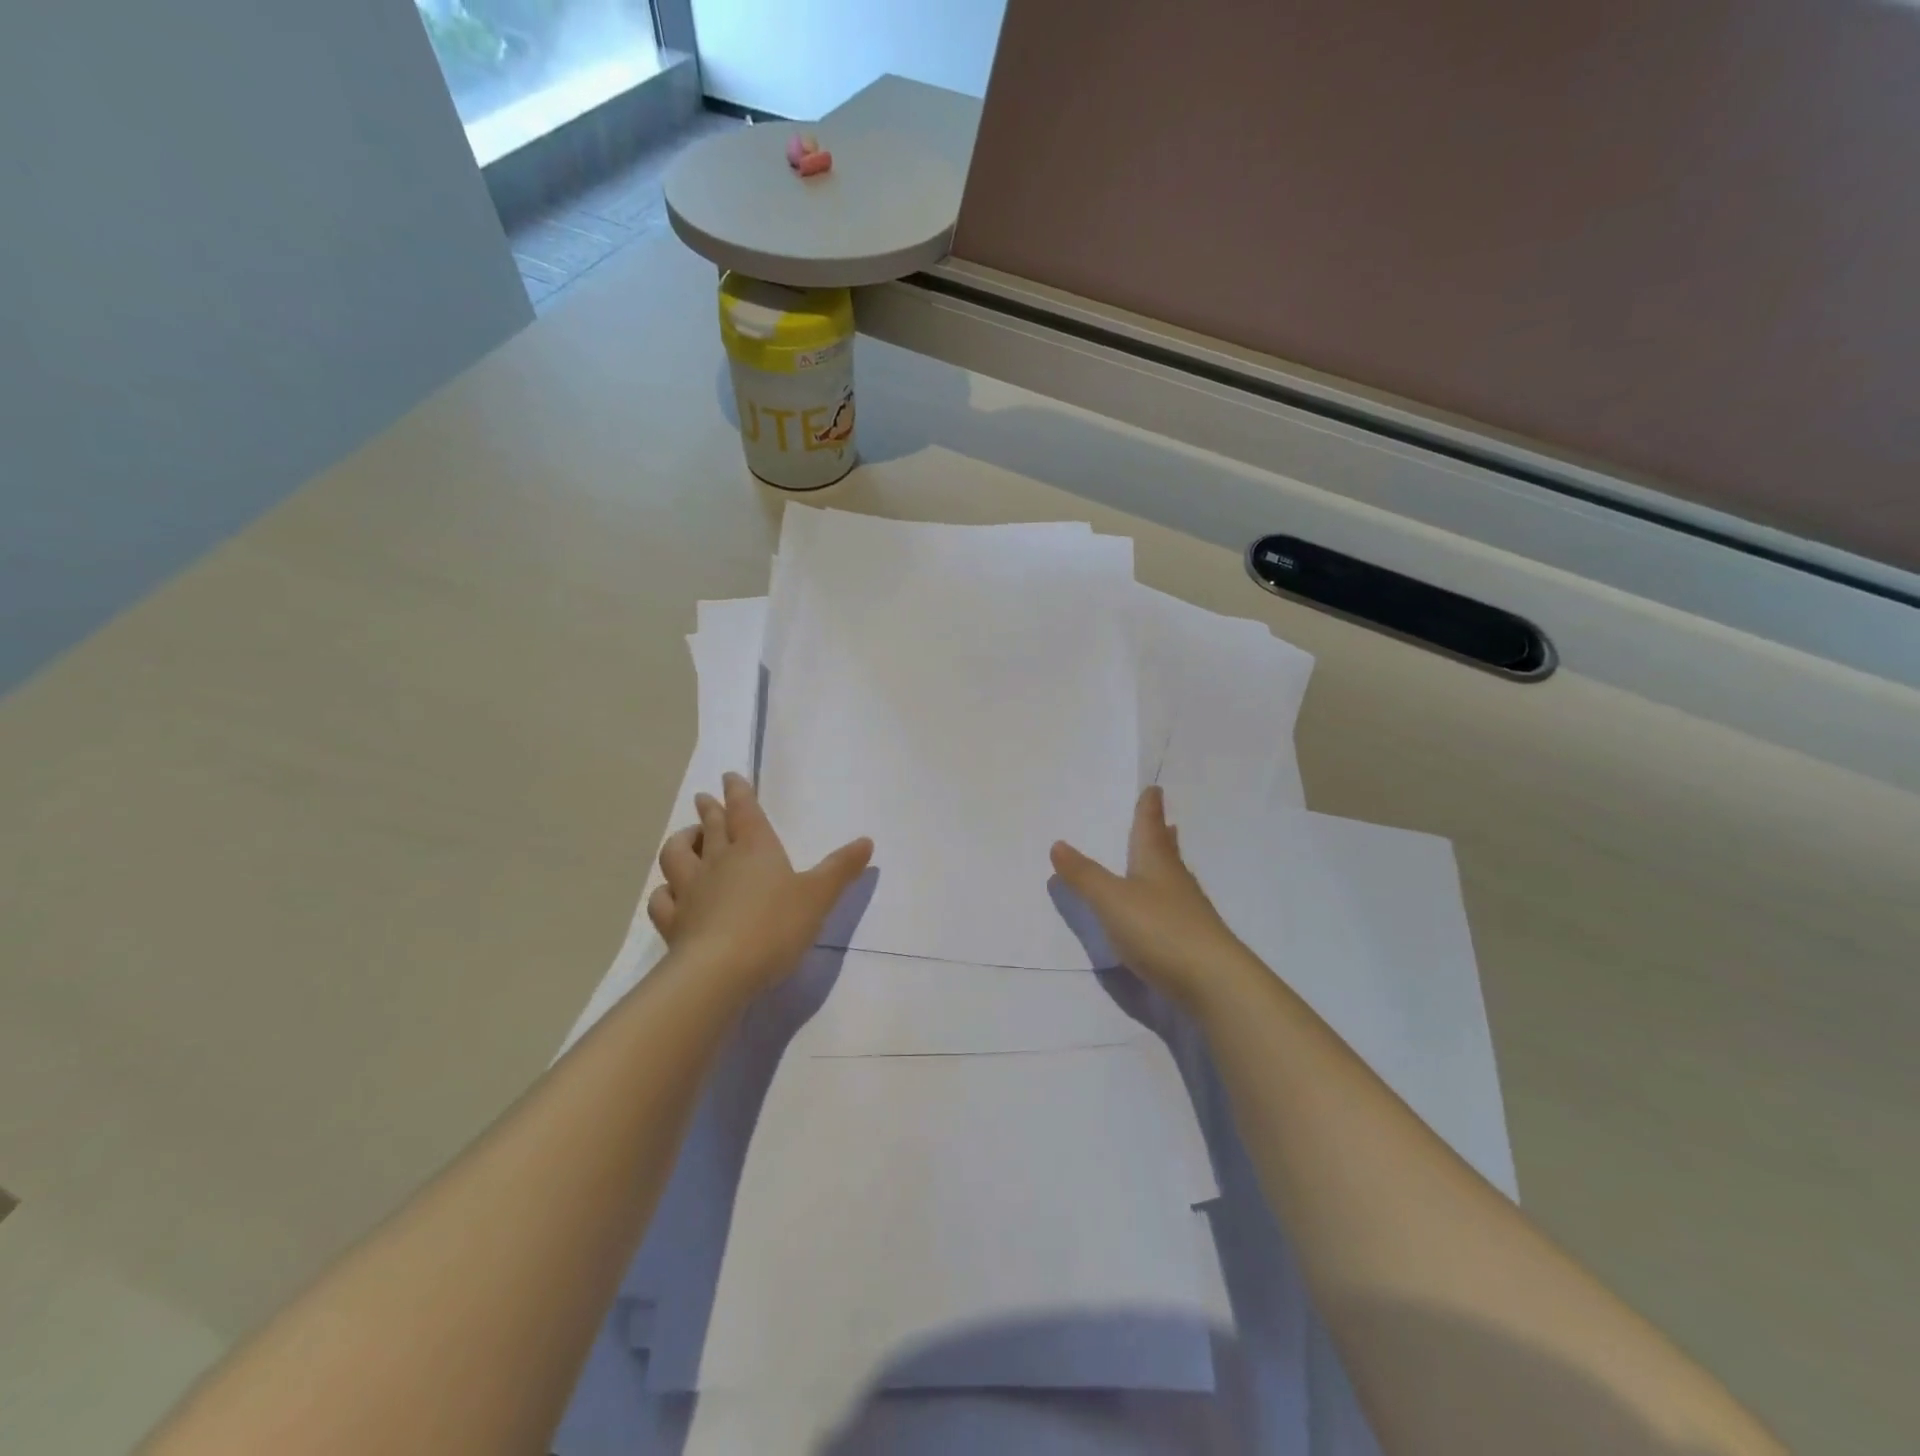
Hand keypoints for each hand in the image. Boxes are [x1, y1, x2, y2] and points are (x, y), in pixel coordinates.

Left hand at [649, 773, 872, 998]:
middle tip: (704, 799)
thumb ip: (841, 869)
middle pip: (711, 827)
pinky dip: (664, 891)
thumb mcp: (819, 896)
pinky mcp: (673, 923)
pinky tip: (668, 892)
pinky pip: (661, 899)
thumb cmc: (775, 926)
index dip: (738, 792)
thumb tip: (866, 841)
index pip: (744, 811)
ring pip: (677, 855)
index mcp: (755, 849)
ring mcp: (690, 891)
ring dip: (681, 841)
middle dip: (709, 810)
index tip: (729, 777)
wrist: (720, 972)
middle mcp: (718, 862)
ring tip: (686, 837)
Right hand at [1050, 786, 1254, 1011]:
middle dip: (1161, 834)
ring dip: (1166, 864)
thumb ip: (1084, 875)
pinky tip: (1161, 909)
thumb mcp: (1111, 900)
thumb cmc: (1159, 929)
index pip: (1150, 827)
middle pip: (1167, 851)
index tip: (1154, 789)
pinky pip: (1175, 907)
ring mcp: (1188, 912)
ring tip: (1163, 855)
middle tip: (1164, 820)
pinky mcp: (1192, 940)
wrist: (1213, 982)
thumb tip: (1058, 844)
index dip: (1148, 808)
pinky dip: (1165, 898)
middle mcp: (1175, 881)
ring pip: (1173, 878)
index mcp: (1156, 863)